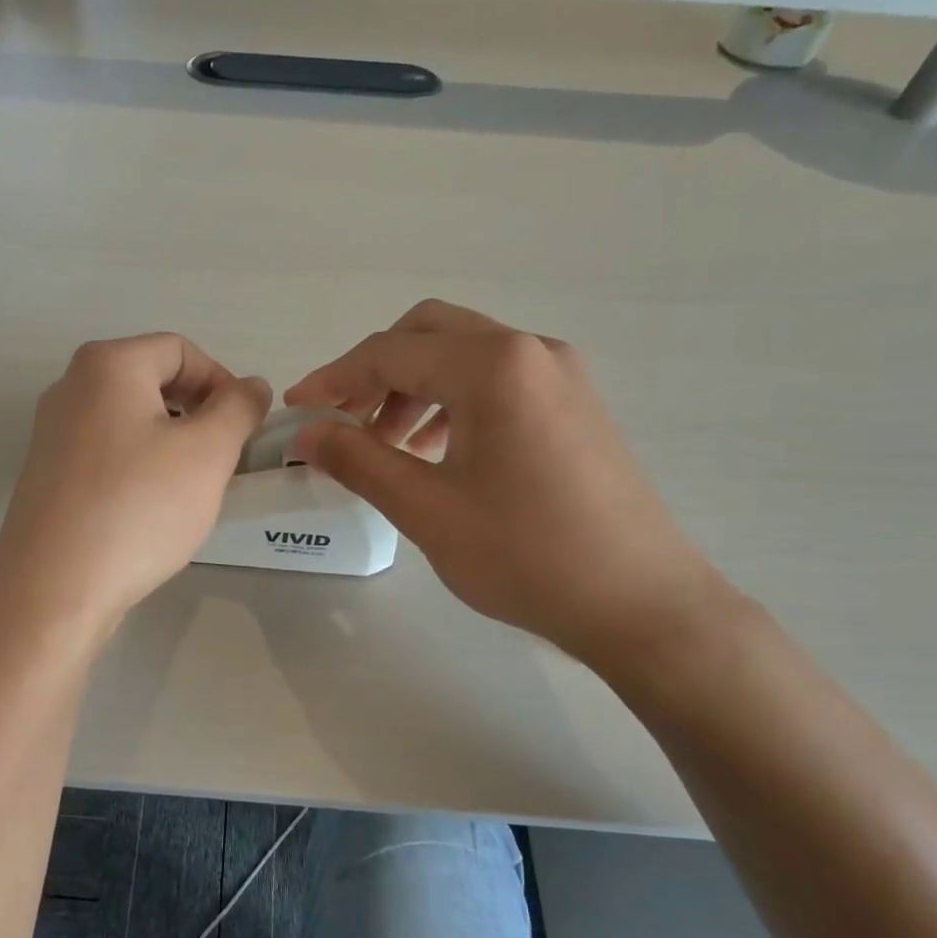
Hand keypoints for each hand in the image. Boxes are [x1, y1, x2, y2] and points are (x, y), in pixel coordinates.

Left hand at [0, 335, 269, 633]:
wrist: (55, 589)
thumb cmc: (138, 508)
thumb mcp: (208, 453)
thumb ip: (239, 408)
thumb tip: (251, 386)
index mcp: (107, 365)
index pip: (181, 350)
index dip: (223, 382)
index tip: (243, 429)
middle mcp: (70, 388)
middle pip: (153, 381)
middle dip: (198, 414)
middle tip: (222, 460)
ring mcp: (52, 433)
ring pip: (131, 421)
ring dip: (172, 444)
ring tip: (191, 489)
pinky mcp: (47, 475)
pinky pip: (107, 453)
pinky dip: (139, 467)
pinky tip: (151, 509)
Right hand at [285, 300, 726, 665]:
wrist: (640, 604)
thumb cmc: (526, 556)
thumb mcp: (426, 510)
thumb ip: (358, 461)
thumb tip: (305, 434)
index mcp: (493, 366)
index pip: (390, 352)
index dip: (333, 379)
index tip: (295, 411)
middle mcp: (529, 350)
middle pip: (428, 333)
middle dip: (374, 372)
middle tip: (342, 421)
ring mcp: (560, 374)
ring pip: (463, 354)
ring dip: (413, 386)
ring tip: (386, 444)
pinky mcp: (574, 402)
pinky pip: (496, 380)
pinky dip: (452, 400)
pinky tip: (436, 451)